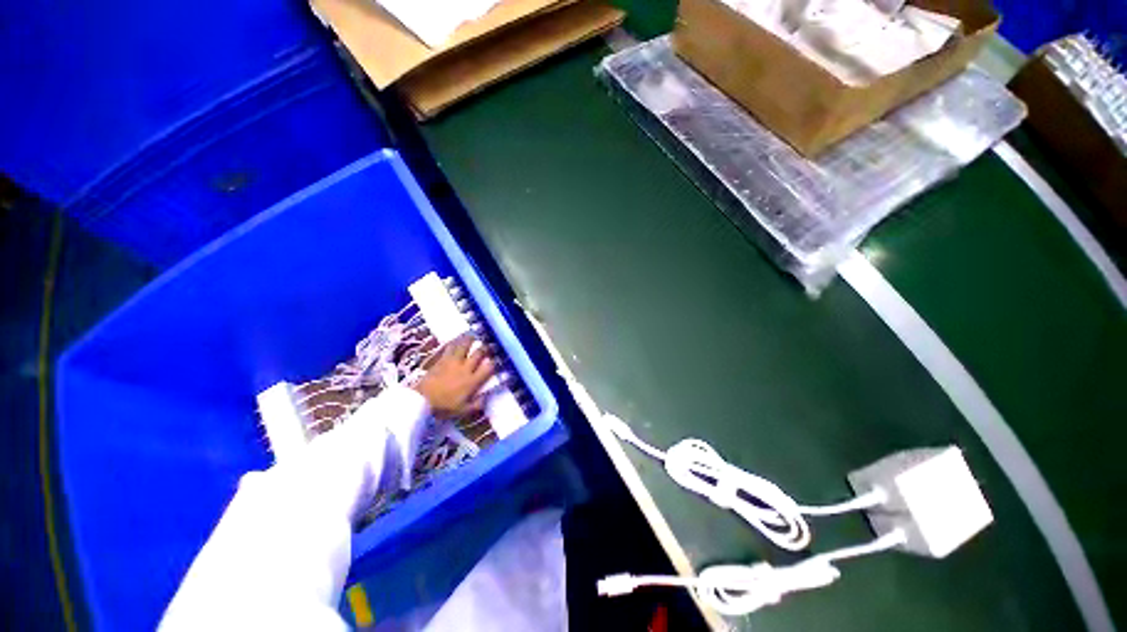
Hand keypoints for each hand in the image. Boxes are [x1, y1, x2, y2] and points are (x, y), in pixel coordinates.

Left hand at [414, 334, 494, 418]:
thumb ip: (476, 404)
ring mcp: (453, 362)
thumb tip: (486, 398)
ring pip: (465, 345)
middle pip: (479, 353)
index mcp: (472, 381)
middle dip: (486, 348)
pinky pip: (451, 346)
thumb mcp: (463, 410)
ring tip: (474, 334)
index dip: (495, 362)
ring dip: (470, 339)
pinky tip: (457, 338)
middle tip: (488, 345)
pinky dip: (455, 341)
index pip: (489, 367)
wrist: (421, 401)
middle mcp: (465, 368)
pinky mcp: (442, 359)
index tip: (496, 360)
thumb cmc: (443, 407)